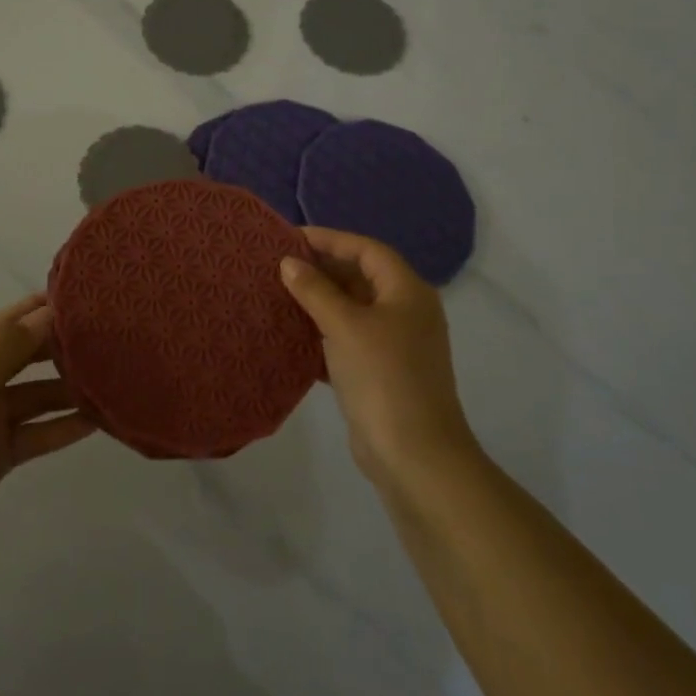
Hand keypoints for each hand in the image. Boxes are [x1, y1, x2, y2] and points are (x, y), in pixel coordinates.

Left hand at [0, 294, 96, 571]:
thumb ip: (7, 349)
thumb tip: (48, 312)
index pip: (8, 323)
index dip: (41, 310)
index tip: (84, 298)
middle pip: (26, 358)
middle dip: (61, 348)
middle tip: (108, 339)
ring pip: (38, 397)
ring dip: (69, 390)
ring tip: (112, 380)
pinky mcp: (0, 454)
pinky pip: (38, 433)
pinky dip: (64, 427)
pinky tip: (97, 421)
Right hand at [281, 227, 476, 488]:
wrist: (415, 457)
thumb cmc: (383, 377)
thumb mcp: (344, 325)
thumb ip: (315, 290)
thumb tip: (289, 262)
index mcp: (407, 292)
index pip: (367, 250)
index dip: (331, 239)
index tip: (291, 238)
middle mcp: (406, 312)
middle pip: (361, 277)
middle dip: (322, 269)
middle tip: (280, 265)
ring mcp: (396, 344)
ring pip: (353, 309)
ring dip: (319, 301)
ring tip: (280, 294)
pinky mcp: (382, 372)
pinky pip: (348, 338)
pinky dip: (323, 332)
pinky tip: (293, 334)